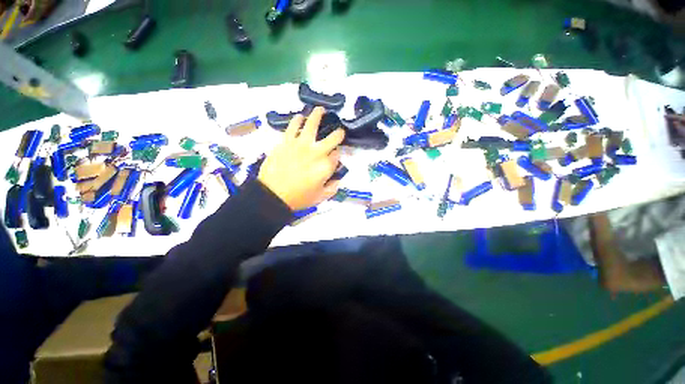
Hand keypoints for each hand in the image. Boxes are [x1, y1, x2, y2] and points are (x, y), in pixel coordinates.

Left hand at [258, 107, 344, 210]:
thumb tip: (338, 179)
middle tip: (339, 131)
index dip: (338, 154)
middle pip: (332, 138)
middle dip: (338, 134)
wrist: (272, 195)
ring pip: (312, 124)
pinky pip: (293, 126)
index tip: (335, 154)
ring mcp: (301, 144)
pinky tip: (300, 117)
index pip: (337, 155)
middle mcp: (317, 152)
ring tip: (320, 109)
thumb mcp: (320, 198)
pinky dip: (298, 120)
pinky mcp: (286, 141)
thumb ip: (332, 188)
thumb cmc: (298, 198)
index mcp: (326, 166)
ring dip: (318, 115)